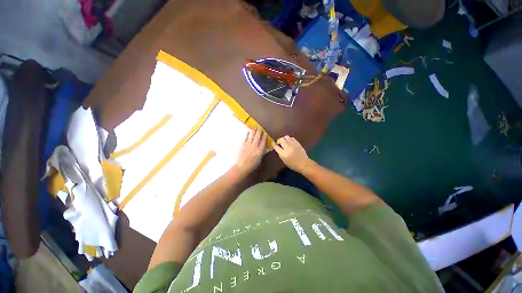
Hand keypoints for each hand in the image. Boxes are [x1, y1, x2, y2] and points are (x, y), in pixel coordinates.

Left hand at [234, 128, 266, 175]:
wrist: (242, 166)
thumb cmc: (252, 165)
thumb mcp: (259, 159)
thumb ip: (261, 152)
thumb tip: (263, 147)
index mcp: (260, 150)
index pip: (263, 141)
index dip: (264, 136)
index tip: (265, 133)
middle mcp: (255, 146)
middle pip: (258, 137)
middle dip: (259, 132)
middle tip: (260, 128)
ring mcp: (248, 145)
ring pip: (252, 135)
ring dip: (254, 131)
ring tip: (255, 127)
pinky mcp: (243, 145)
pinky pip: (245, 137)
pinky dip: (247, 134)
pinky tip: (248, 131)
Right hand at [274, 135, 312, 172]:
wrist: (304, 164)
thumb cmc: (293, 165)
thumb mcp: (284, 161)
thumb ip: (280, 154)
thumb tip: (277, 148)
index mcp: (283, 154)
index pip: (276, 147)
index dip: (273, 145)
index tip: (273, 144)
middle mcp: (287, 148)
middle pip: (281, 140)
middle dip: (278, 140)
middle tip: (279, 143)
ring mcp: (293, 144)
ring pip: (286, 137)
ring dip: (284, 139)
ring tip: (284, 142)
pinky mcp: (297, 143)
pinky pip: (292, 138)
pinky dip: (289, 139)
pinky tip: (289, 142)